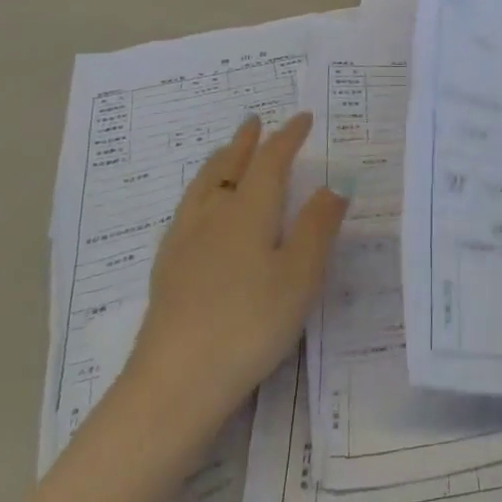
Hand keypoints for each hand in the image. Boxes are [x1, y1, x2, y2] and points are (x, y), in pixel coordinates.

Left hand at [123, 114, 345, 446]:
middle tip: (254, 122)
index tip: (302, 118)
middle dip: (245, 143)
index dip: (287, 138)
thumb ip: (318, 227)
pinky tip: (198, 213)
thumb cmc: (250, 323)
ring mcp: (184, 244)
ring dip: (219, 164)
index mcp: (248, 212)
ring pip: (201, 188)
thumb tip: (333, 185)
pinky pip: (186, 212)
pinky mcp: (167, 272)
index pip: (270, 162)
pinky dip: (200, 194)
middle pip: (228, 168)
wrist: (176, 382)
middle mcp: (212, 217)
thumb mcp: (300, 275)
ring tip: (225, 154)